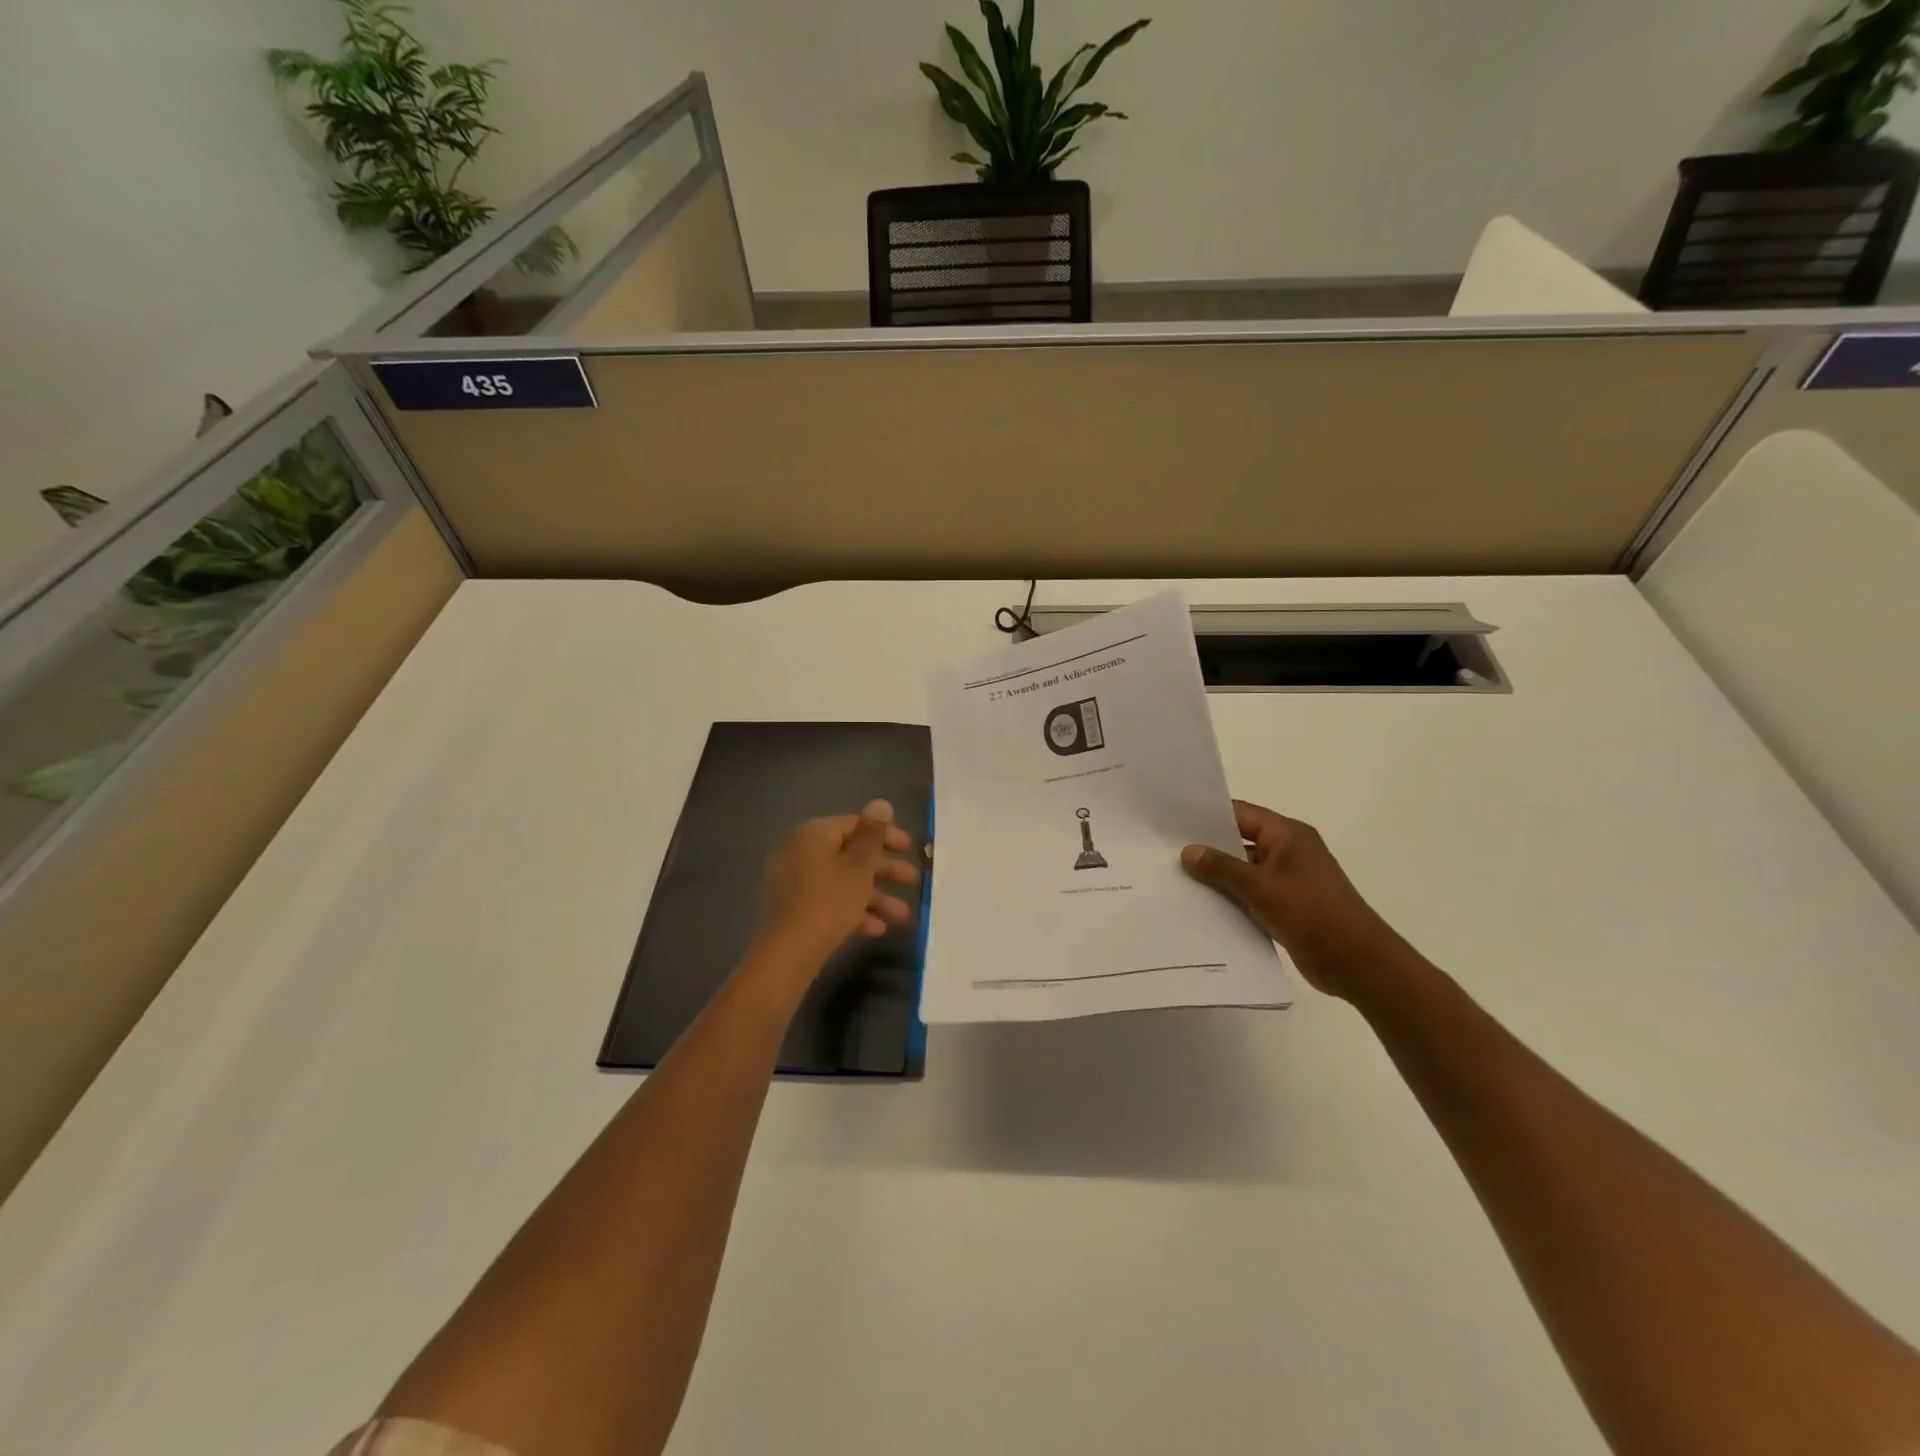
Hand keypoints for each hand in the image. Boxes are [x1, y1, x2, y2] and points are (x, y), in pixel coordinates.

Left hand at [756, 800, 920, 969]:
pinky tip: (877, 929)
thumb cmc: (829, 902)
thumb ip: (872, 834)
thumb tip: (881, 803)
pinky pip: (830, 900)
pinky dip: (853, 910)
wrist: (788, 953)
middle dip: (884, 870)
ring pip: (843, 881)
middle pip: (850, 854)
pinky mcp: (795, 907)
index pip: (855, 825)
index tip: (909, 848)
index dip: (885, 834)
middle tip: (912, 880)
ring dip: (874, 896)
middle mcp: (801, 851)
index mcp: (813, 834)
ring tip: (902, 916)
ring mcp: (795, 881)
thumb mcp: (858, 867)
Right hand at [1181, 800, 1400, 998]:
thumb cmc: (1312, 912)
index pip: (1240, 814)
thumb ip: (1222, 868)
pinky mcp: (1286, 906)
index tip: (1172, 820)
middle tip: (1165, 850)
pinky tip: (1200, 904)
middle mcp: (1288, 851)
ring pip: (1243, 870)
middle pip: (1240, 841)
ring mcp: (1288, 880)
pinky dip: (1230, 897)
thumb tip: (1188, 851)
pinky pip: (1250, 894)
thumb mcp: (1261, 887)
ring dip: (1217, 876)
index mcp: (1288, 835)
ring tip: (1175, 878)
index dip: (1207, 815)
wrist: (1357, 963)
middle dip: (1207, 847)